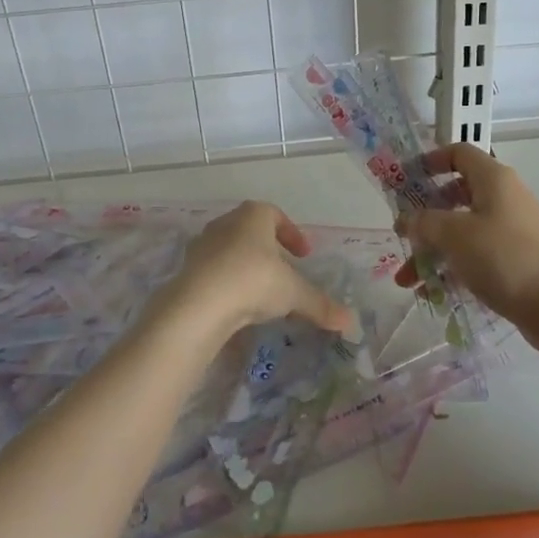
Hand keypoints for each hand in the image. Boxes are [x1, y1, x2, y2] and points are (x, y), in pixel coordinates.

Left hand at [146, 202, 355, 348]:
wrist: (199, 304)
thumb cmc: (253, 281)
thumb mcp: (293, 293)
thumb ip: (320, 304)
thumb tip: (350, 322)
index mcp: (253, 215)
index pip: (276, 215)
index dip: (292, 234)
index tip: (303, 255)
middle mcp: (227, 222)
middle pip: (252, 231)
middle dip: (270, 250)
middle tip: (284, 271)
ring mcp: (203, 244)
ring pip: (232, 250)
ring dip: (248, 266)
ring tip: (262, 292)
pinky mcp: (188, 268)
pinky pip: (215, 271)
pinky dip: (229, 282)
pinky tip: (238, 304)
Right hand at [394, 144, 538, 327]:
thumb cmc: (502, 257)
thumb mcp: (453, 234)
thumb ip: (423, 222)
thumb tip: (407, 220)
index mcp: (494, 178)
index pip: (459, 153)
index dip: (430, 161)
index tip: (407, 179)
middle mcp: (505, 197)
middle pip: (456, 195)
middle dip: (424, 217)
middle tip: (403, 234)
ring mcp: (512, 228)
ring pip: (463, 230)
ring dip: (433, 250)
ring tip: (407, 280)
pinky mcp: (516, 257)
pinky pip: (476, 253)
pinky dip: (453, 266)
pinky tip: (432, 292)